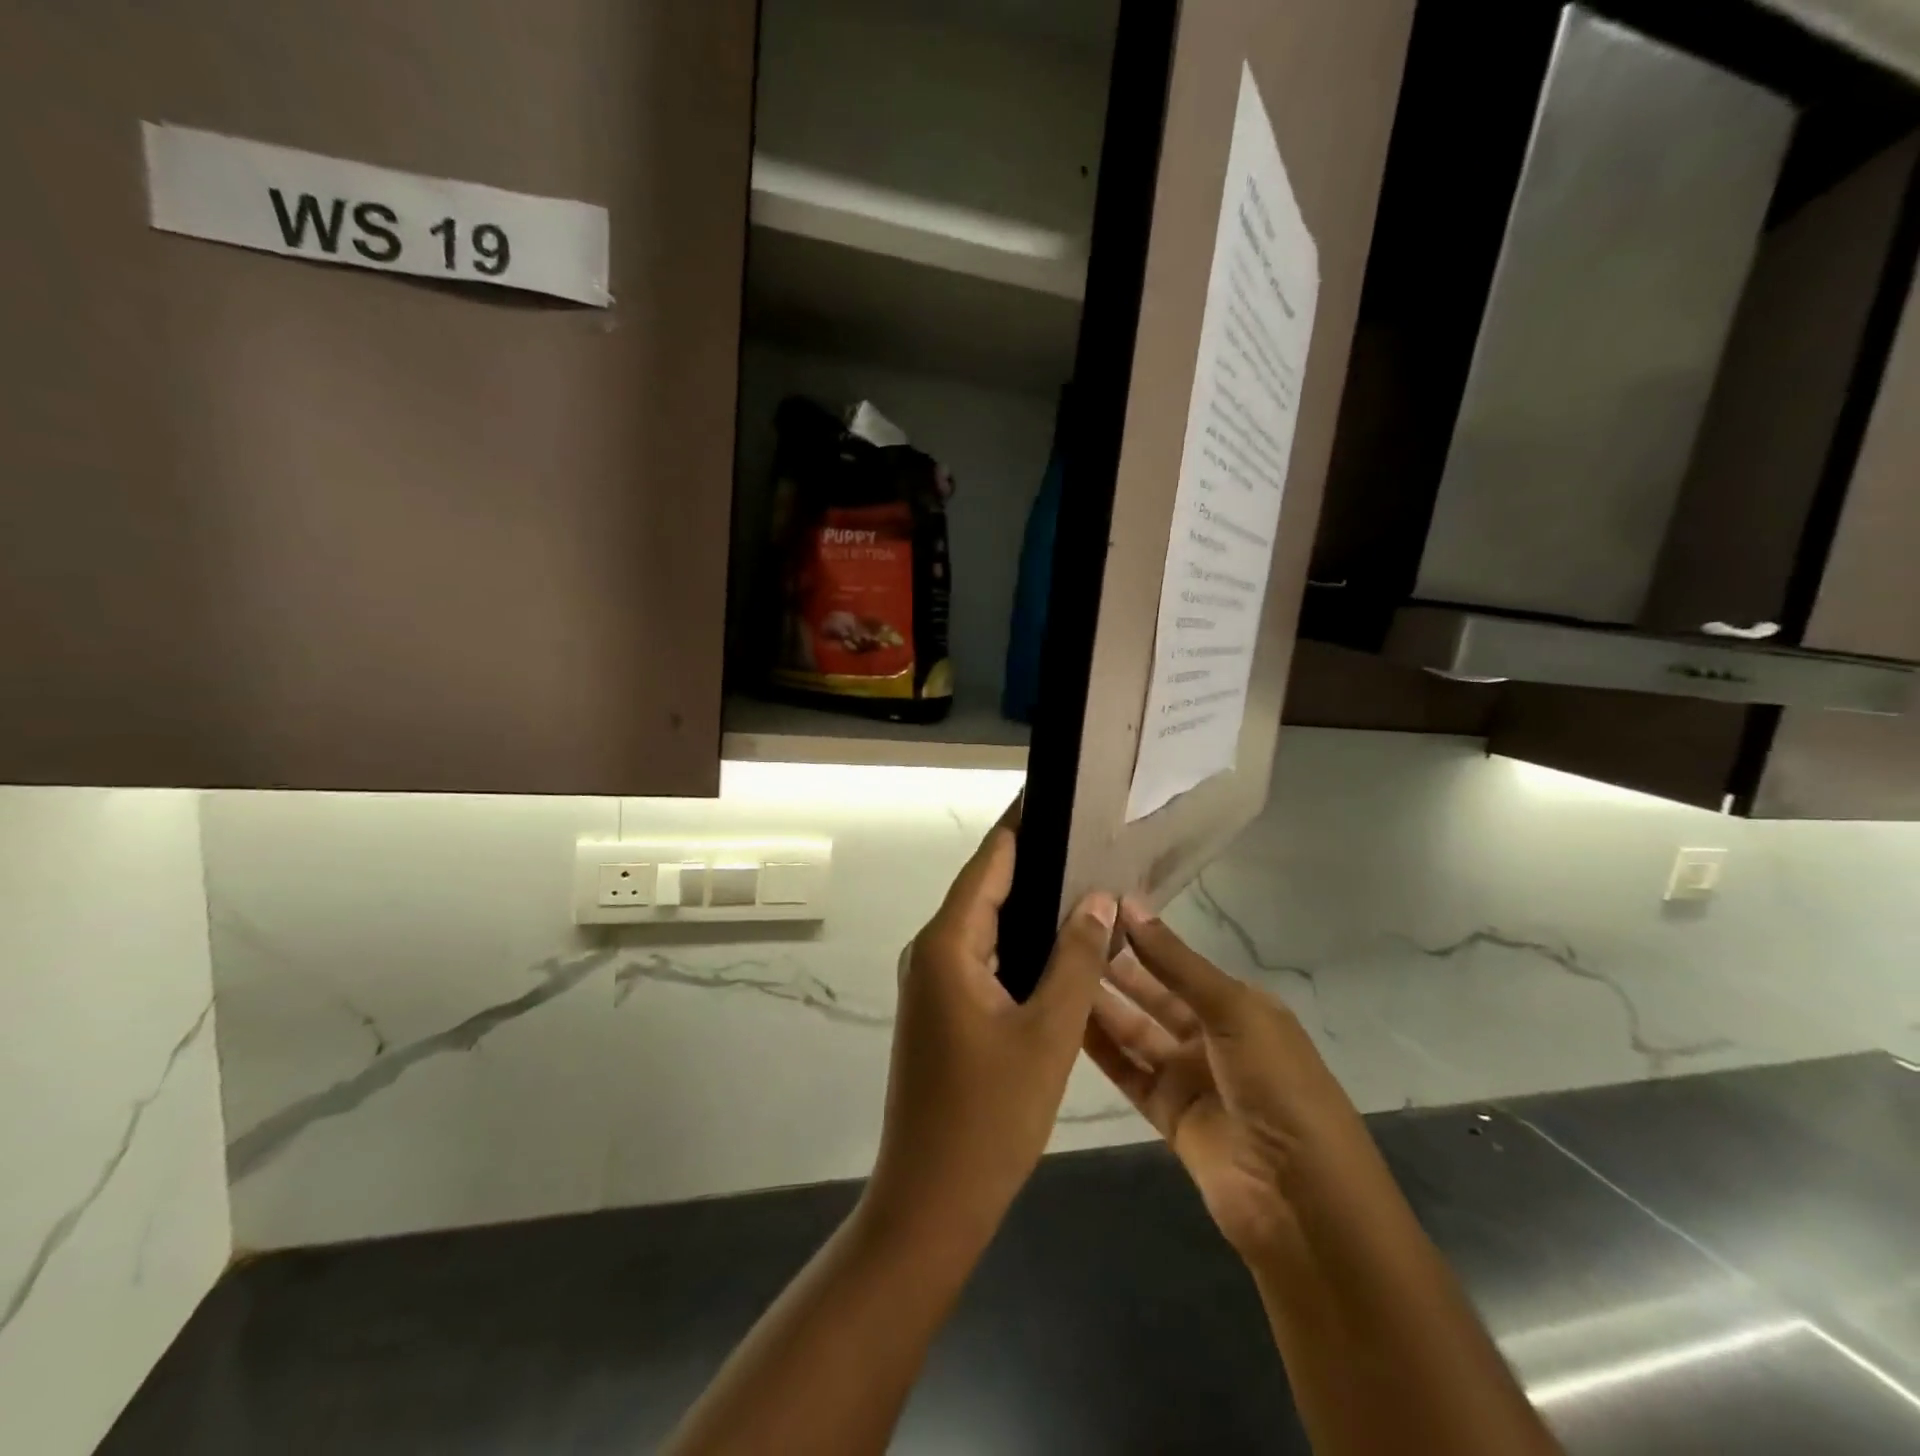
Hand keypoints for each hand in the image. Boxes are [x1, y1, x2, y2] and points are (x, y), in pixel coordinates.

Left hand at [866, 802, 1115, 1250]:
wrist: (931, 1201)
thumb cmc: (990, 1117)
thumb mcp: (1048, 1033)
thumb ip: (1075, 958)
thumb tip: (1098, 897)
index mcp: (947, 944)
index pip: (989, 862)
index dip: (1023, 824)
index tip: (1059, 793)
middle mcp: (931, 951)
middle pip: (985, 888)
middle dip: (1034, 860)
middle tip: (1091, 836)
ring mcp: (933, 982)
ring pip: (985, 925)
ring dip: (1029, 903)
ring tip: (1086, 877)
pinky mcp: (942, 1009)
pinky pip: (982, 957)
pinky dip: (1018, 942)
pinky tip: (1059, 942)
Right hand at [1083, 903, 1373, 1267]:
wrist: (1301, 1202)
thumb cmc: (1278, 1086)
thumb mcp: (1233, 1011)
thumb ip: (1176, 963)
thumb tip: (1130, 904)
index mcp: (1241, 1006)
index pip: (1181, 962)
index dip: (1143, 936)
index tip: (1095, 907)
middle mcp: (1214, 1036)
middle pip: (1155, 995)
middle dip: (1117, 967)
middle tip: (1065, 936)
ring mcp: (1190, 1077)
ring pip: (1136, 1032)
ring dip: (1102, 1004)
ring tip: (1056, 971)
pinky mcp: (1168, 1115)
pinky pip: (1128, 1072)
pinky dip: (1101, 1048)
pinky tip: (1066, 1019)